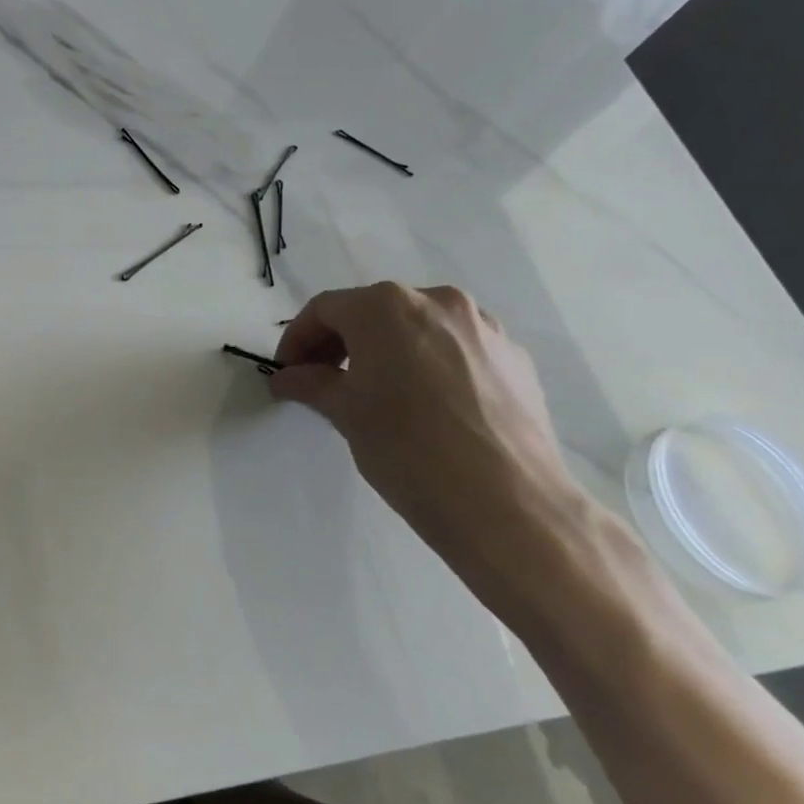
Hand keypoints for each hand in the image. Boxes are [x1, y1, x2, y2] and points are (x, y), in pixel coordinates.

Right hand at [270, 283, 591, 607]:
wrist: (506, 502)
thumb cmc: (407, 448)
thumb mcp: (345, 413)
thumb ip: (311, 384)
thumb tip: (288, 378)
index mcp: (385, 307)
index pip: (325, 310)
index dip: (297, 339)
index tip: (288, 373)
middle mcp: (436, 302)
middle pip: (373, 312)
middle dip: (341, 343)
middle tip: (324, 382)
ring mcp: (483, 327)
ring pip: (418, 328)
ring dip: (387, 351)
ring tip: (378, 394)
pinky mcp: (515, 358)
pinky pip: (457, 349)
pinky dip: (430, 365)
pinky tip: (427, 406)